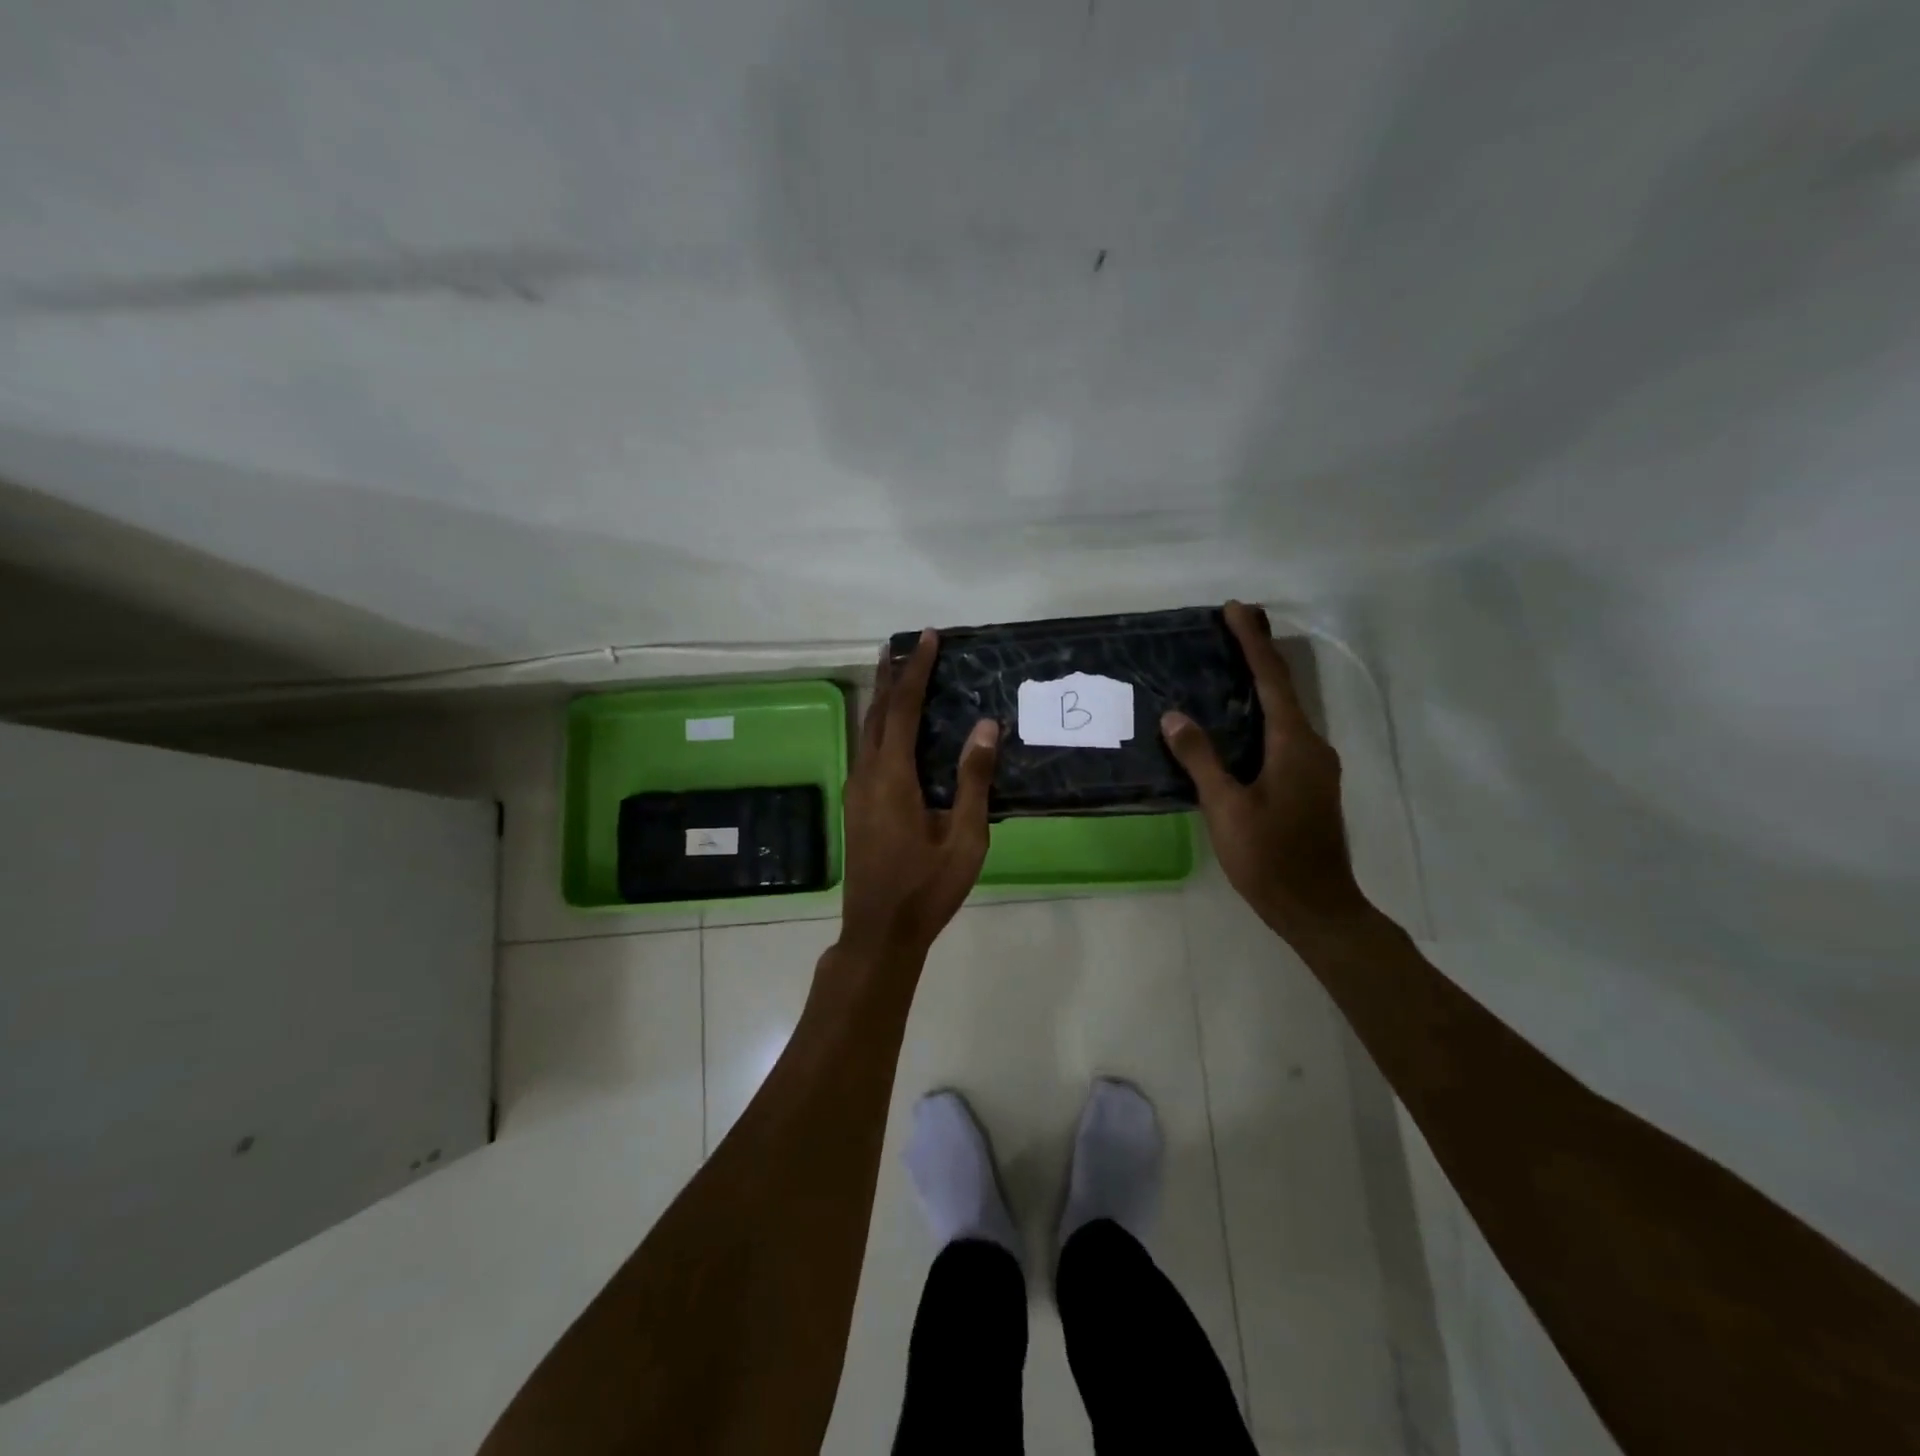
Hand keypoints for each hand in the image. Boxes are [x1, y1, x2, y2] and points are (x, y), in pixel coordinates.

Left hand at [838, 630, 999, 963]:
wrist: (879, 932)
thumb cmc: (926, 888)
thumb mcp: (964, 838)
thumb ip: (973, 780)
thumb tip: (986, 726)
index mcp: (893, 778)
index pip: (904, 709)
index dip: (916, 671)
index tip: (927, 638)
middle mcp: (867, 775)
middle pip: (878, 712)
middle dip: (891, 676)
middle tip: (904, 645)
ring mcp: (856, 791)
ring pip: (867, 731)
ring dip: (883, 699)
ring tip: (897, 675)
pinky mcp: (856, 806)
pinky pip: (867, 750)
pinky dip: (881, 726)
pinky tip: (893, 730)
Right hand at [1161, 601, 1368, 943]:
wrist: (1317, 908)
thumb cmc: (1270, 857)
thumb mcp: (1227, 807)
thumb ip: (1201, 759)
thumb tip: (1175, 715)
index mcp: (1294, 744)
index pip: (1271, 679)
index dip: (1253, 642)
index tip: (1236, 609)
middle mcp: (1312, 745)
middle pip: (1283, 688)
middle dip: (1258, 655)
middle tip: (1231, 627)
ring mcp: (1315, 766)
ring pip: (1285, 713)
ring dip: (1260, 685)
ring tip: (1228, 668)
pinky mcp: (1310, 784)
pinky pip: (1284, 735)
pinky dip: (1262, 715)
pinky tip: (1239, 724)